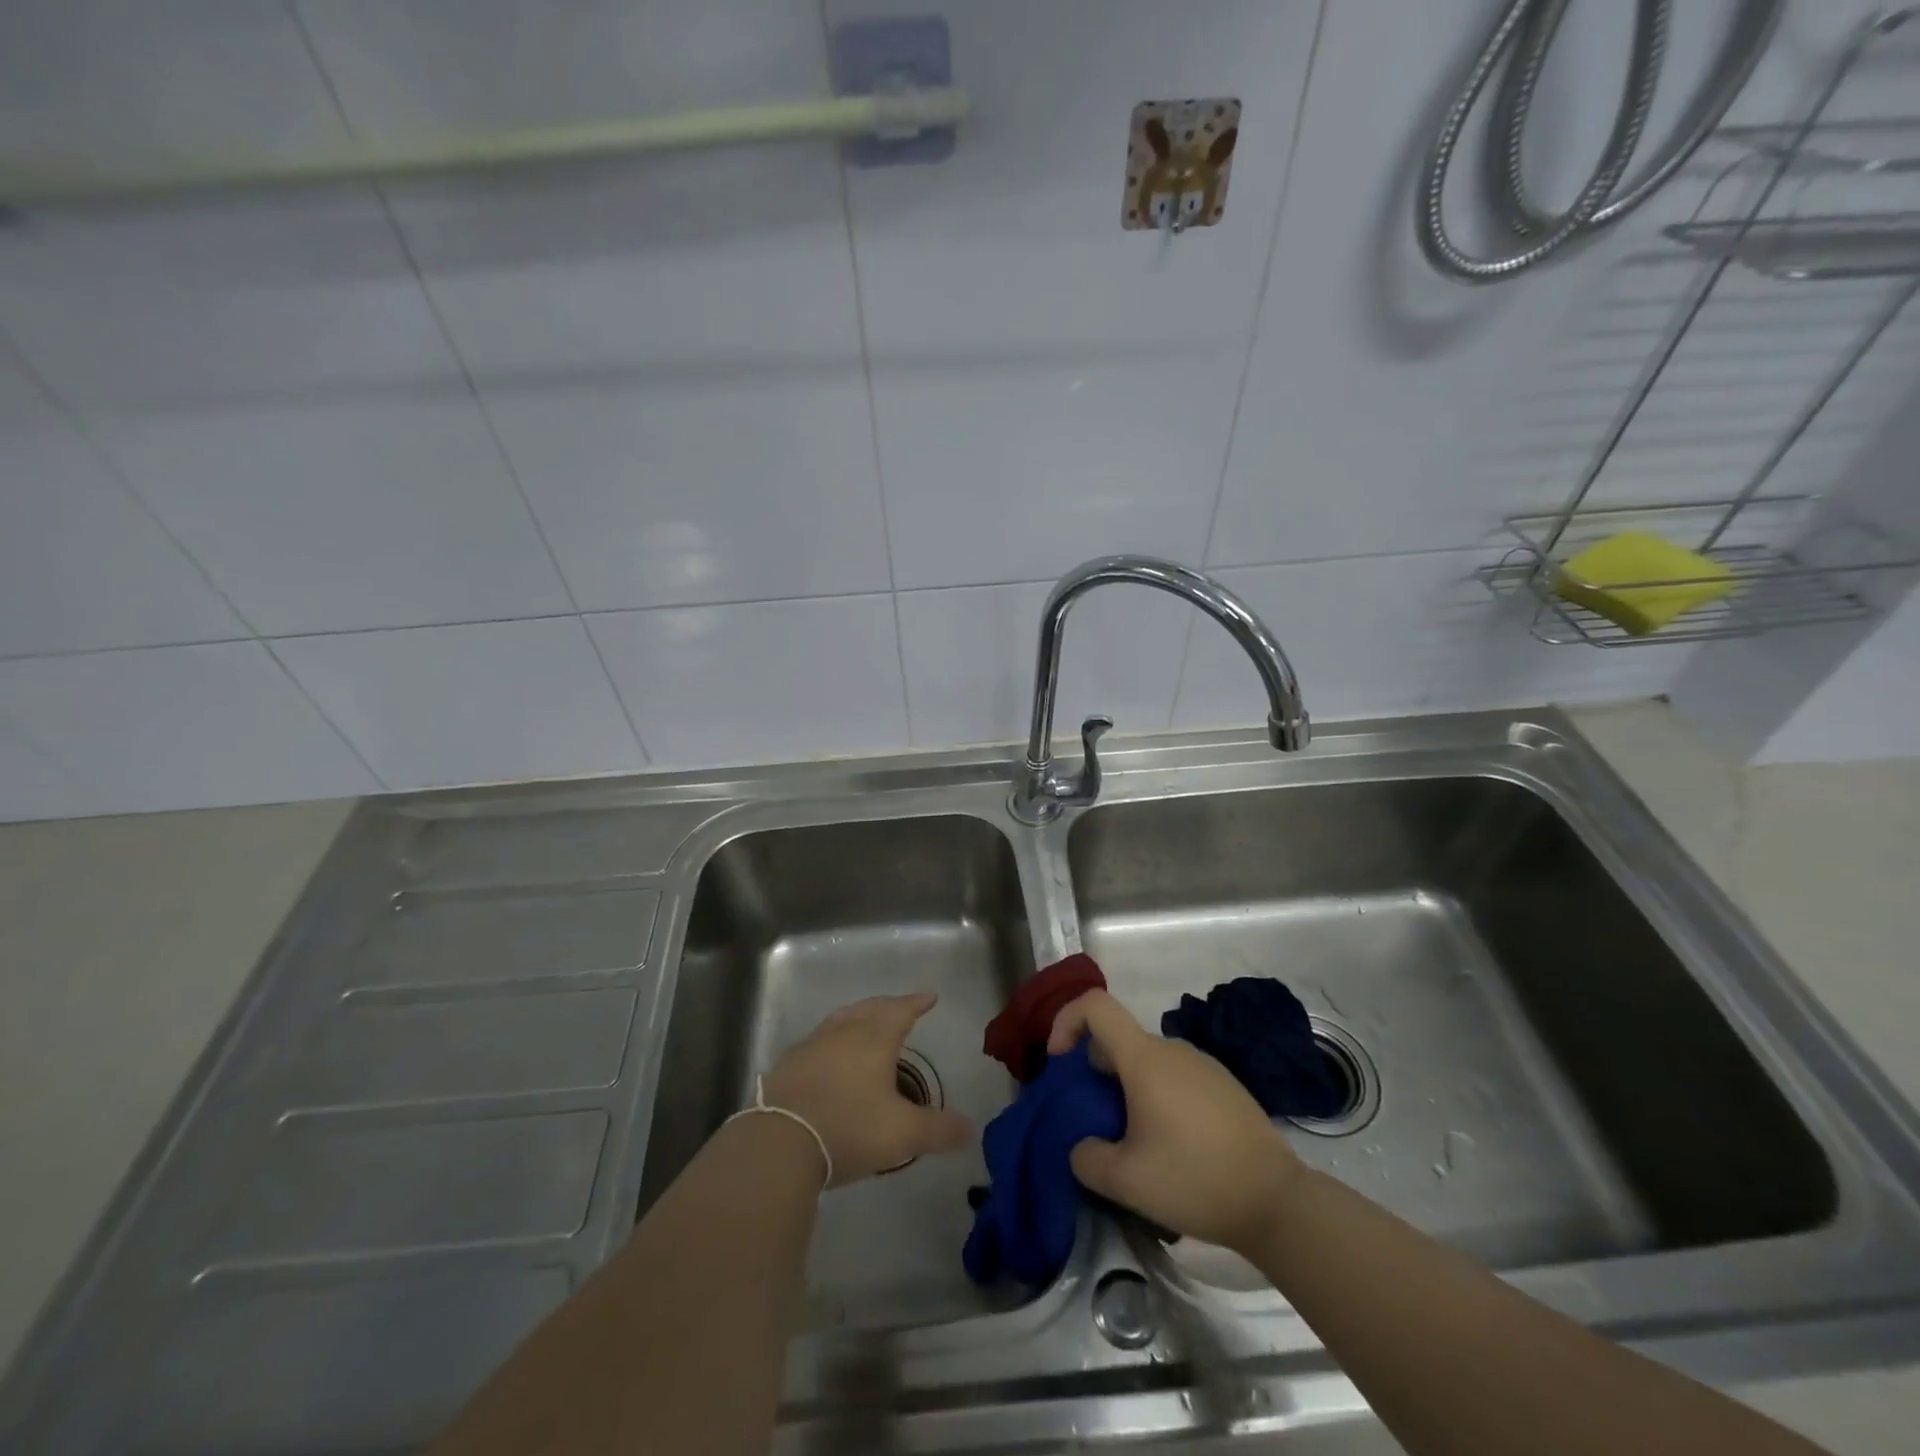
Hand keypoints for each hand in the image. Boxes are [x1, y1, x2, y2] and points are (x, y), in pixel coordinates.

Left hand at [761, 992, 972, 1187]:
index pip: (901, 1010)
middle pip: (870, 1009)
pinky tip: (828, 1057)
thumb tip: (970, 1129)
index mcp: (875, 1038)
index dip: (916, 1003)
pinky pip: (817, 1043)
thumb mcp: (903, 1133)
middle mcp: (844, 1032)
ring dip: (858, 1018)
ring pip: (840, 1021)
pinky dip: (831, 1042)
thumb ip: (938, 1130)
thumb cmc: (850, 1127)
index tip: (929, 997)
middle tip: (900, 1008)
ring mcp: (812, 1045)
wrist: (780, 1141)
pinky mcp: (788, 1066)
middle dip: (888, 1006)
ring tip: (865, 1024)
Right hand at [1048, 991, 1303, 1253]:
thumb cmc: (1195, 1180)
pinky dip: (1157, 1095)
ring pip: (1147, 1061)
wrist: (1278, 1201)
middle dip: (1094, 1071)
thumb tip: (1082, 1147)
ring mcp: (1202, 1064)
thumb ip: (1086, 1159)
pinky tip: (1172, 1144)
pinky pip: (1175, 1076)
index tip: (1059, 1064)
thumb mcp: (1126, 1181)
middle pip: (1118, 1039)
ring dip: (1127, 1087)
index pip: (1095, 1006)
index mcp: (1144, 1058)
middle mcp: (1172, 1049)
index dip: (1066, 1021)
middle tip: (1095, 1120)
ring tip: (1133, 1140)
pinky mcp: (1224, 1085)